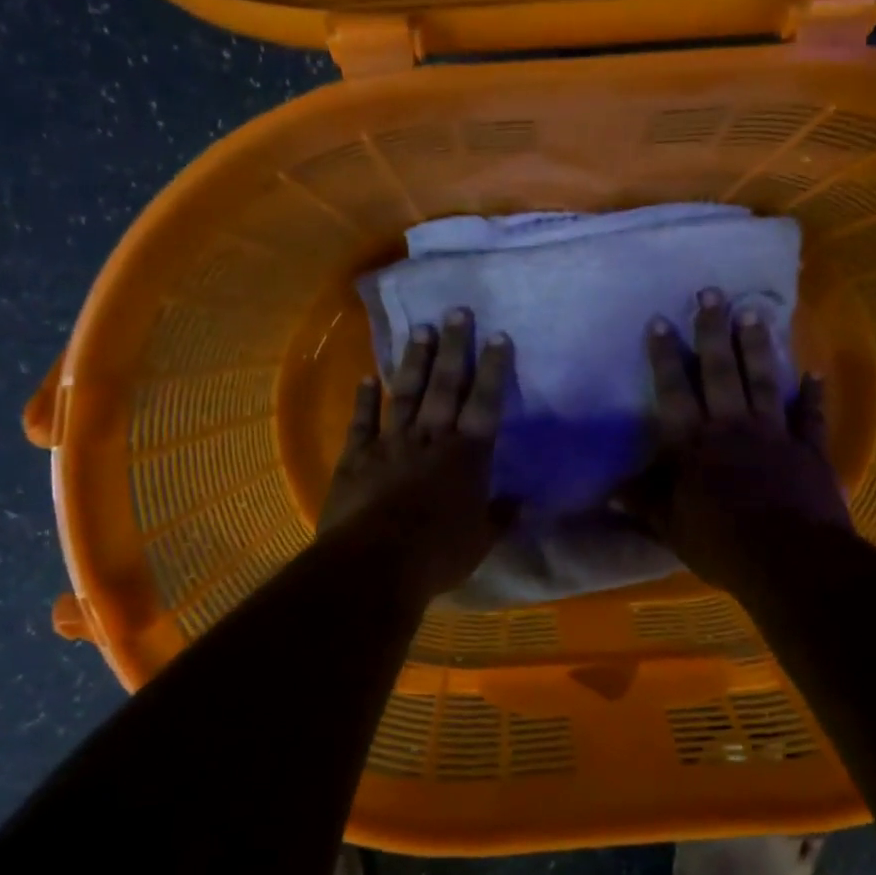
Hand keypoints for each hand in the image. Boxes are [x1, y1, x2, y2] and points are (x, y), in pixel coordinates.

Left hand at [318, 308, 517, 601]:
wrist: (374, 563)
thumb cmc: (437, 554)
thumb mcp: (480, 541)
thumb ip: (500, 517)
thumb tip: (520, 503)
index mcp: (466, 457)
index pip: (485, 404)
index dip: (492, 370)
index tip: (497, 337)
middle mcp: (430, 439)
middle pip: (445, 386)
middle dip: (454, 348)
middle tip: (458, 311)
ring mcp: (390, 444)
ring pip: (405, 393)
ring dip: (414, 361)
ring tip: (421, 329)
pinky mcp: (356, 458)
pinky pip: (362, 421)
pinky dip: (364, 398)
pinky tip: (365, 377)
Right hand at [621, 288, 852, 593]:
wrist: (789, 558)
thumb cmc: (721, 542)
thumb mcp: (670, 526)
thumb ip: (644, 502)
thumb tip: (609, 491)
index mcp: (693, 444)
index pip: (673, 391)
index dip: (664, 356)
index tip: (659, 321)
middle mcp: (732, 427)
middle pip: (720, 371)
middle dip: (712, 331)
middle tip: (711, 293)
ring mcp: (774, 434)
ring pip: (763, 380)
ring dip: (758, 346)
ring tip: (754, 311)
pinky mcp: (809, 450)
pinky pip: (810, 417)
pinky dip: (813, 395)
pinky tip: (815, 373)